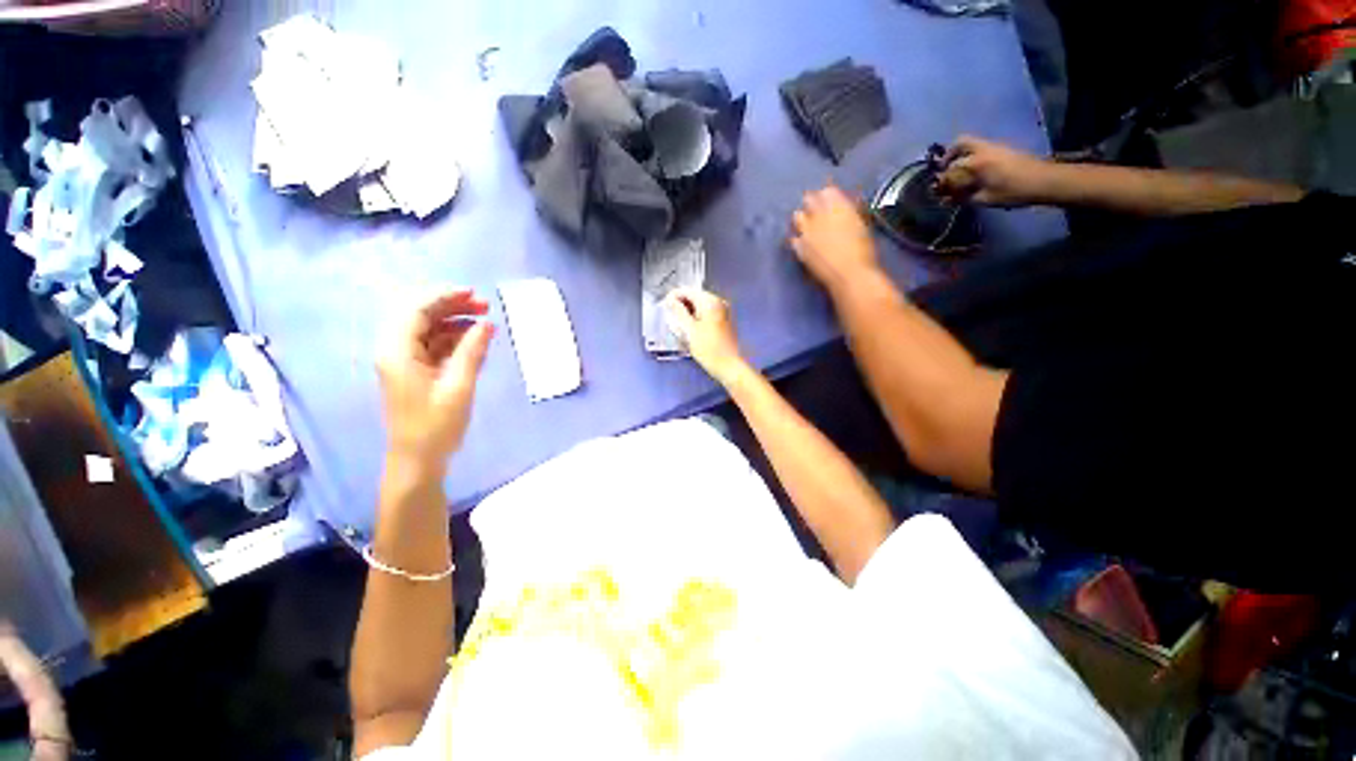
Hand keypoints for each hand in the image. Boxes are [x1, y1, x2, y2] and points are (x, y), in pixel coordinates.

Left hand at [376, 288, 494, 473]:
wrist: (418, 460)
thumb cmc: (436, 425)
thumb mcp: (459, 385)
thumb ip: (472, 351)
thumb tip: (486, 324)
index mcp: (397, 351)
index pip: (416, 310)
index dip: (444, 296)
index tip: (474, 293)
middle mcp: (395, 351)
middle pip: (421, 316)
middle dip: (452, 307)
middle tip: (485, 307)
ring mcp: (405, 362)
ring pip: (429, 331)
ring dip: (455, 323)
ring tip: (485, 323)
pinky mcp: (415, 373)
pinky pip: (434, 347)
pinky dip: (454, 341)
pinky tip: (476, 342)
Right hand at [665, 288, 747, 385]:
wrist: (729, 365)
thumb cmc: (708, 348)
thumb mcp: (689, 330)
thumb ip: (678, 311)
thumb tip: (670, 299)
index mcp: (710, 301)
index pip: (687, 291)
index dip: (674, 297)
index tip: (664, 306)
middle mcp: (718, 302)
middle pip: (694, 297)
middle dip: (681, 306)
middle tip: (671, 318)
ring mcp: (722, 311)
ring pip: (700, 307)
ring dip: (688, 313)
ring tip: (679, 326)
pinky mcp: (723, 321)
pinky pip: (706, 314)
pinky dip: (696, 318)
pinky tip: (691, 330)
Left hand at [790, 184, 879, 292]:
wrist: (849, 274)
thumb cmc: (863, 249)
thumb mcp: (861, 224)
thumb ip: (849, 211)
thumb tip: (845, 206)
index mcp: (837, 205)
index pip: (826, 191)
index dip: (827, 195)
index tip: (828, 198)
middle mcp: (818, 215)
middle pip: (809, 199)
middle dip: (812, 202)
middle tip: (816, 209)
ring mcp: (806, 232)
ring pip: (798, 216)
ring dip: (802, 217)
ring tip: (807, 223)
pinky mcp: (800, 248)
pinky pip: (794, 239)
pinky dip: (798, 238)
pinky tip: (802, 242)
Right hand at [934, 135, 1053, 207]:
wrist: (1045, 181)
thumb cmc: (1013, 192)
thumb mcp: (985, 199)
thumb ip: (963, 198)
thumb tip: (947, 199)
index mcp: (976, 162)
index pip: (950, 168)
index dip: (942, 180)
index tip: (938, 190)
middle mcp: (983, 149)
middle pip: (960, 143)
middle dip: (949, 156)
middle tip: (945, 170)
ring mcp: (995, 146)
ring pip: (971, 143)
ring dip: (961, 155)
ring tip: (958, 172)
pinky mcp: (1003, 149)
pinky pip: (981, 148)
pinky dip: (972, 156)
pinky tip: (974, 172)